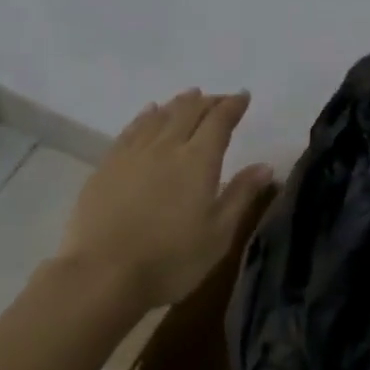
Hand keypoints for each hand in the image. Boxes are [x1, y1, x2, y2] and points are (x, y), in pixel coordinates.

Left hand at [59, 89, 273, 308]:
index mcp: (197, 161)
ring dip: (177, 104)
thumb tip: (264, 166)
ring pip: (158, 116)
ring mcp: (132, 154)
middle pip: (188, 112)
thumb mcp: (218, 234)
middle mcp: (165, 147)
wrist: (104, 273)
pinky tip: (148, 113)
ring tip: (189, 98)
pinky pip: (131, 128)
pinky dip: (146, 116)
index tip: (243, 97)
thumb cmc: (172, 260)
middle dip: (207, 101)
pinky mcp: (107, 166)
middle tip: (220, 99)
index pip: (219, 122)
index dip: (232, 106)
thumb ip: (241, 195)